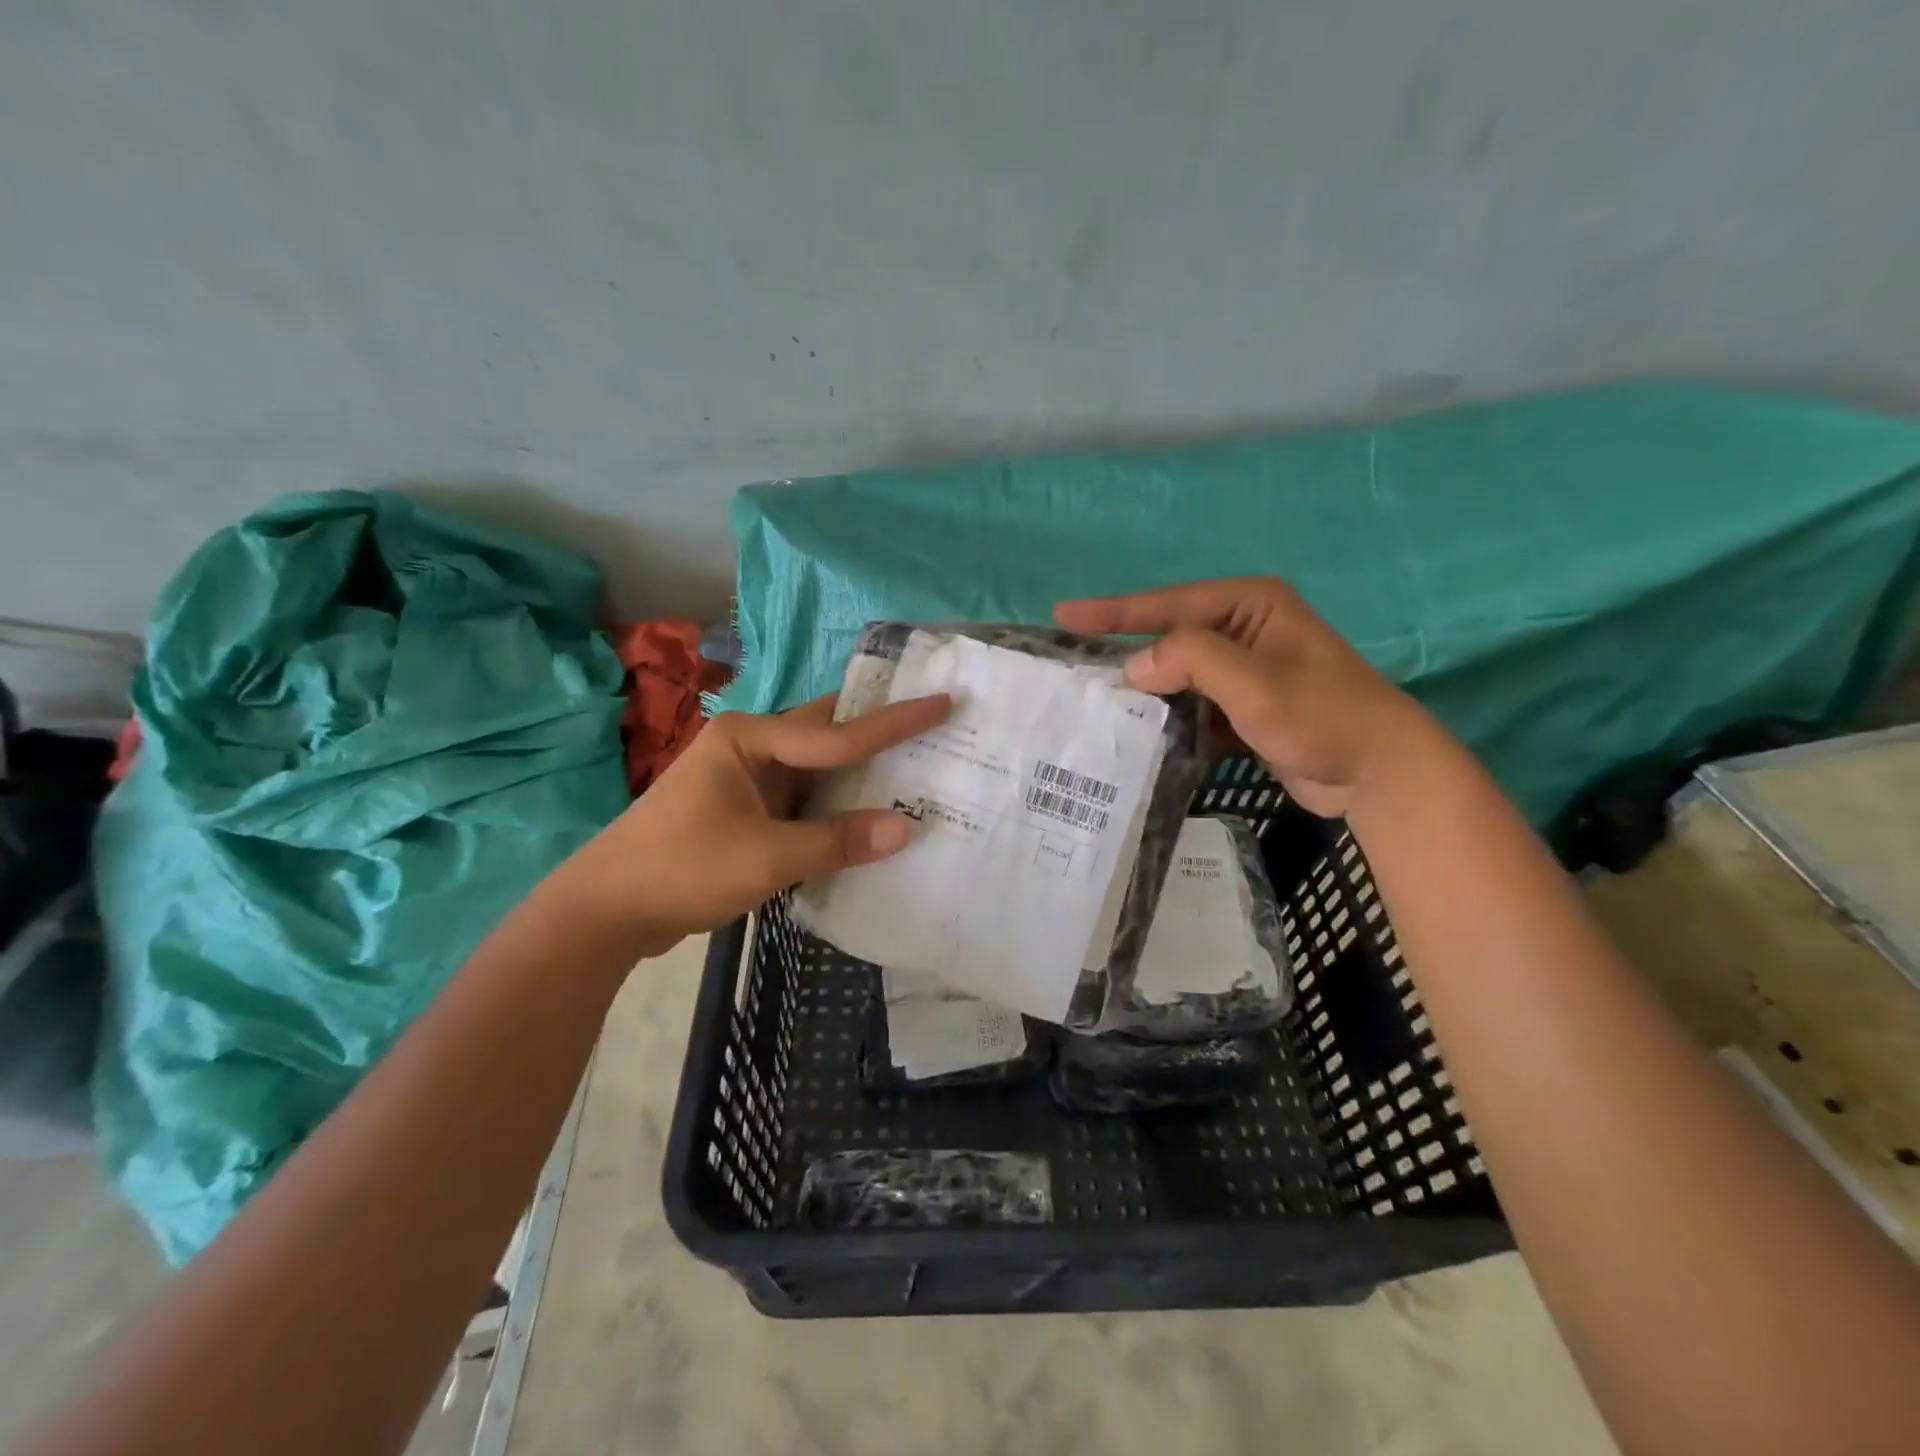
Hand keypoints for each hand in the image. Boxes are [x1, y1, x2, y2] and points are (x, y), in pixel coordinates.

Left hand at [553, 692, 950, 954]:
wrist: (607, 910)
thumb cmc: (681, 869)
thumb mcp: (766, 857)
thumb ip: (837, 841)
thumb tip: (905, 829)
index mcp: (749, 738)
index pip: (836, 732)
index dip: (894, 723)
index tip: (942, 702)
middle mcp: (750, 747)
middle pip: (826, 733)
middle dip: (878, 730)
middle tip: (935, 723)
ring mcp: (747, 778)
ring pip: (817, 767)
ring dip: (860, 772)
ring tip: (918, 766)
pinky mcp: (747, 809)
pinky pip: (804, 797)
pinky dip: (837, 805)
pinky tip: (871, 813)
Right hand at [1055, 577, 1439, 817]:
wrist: (1380, 773)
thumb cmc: (1322, 716)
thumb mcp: (1254, 681)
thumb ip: (1191, 660)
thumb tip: (1133, 667)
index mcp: (1250, 604)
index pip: (1168, 603)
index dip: (1113, 611)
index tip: (1062, 615)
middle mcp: (1245, 629)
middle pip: (1169, 637)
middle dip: (1126, 654)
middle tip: (1073, 667)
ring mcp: (1246, 670)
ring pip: (1178, 676)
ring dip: (1146, 694)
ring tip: (1097, 706)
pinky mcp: (1245, 707)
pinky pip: (1194, 705)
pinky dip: (1170, 720)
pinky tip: (1141, 735)